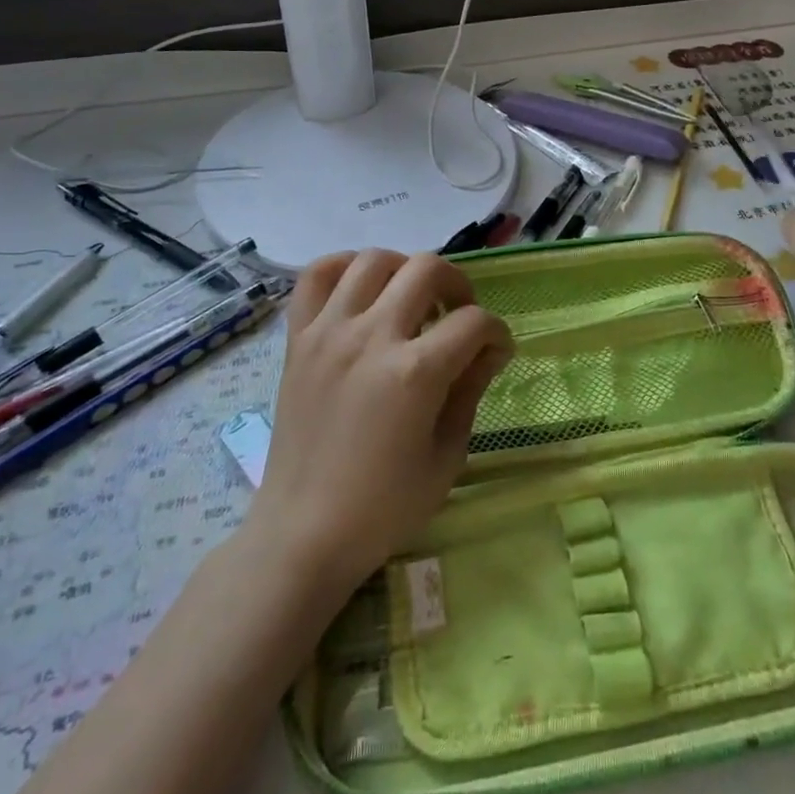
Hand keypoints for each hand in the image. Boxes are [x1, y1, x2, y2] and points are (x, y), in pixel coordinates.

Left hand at [249, 250, 513, 595]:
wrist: (303, 533)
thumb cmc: (384, 506)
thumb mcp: (447, 455)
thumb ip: (470, 389)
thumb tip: (488, 349)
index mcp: (415, 373)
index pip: (475, 322)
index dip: (497, 333)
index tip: (497, 351)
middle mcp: (371, 337)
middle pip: (427, 269)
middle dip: (458, 285)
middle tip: (459, 315)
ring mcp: (329, 332)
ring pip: (373, 260)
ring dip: (404, 270)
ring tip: (411, 298)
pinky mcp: (297, 339)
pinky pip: (315, 276)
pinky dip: (343, 267)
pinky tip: (361, 288)